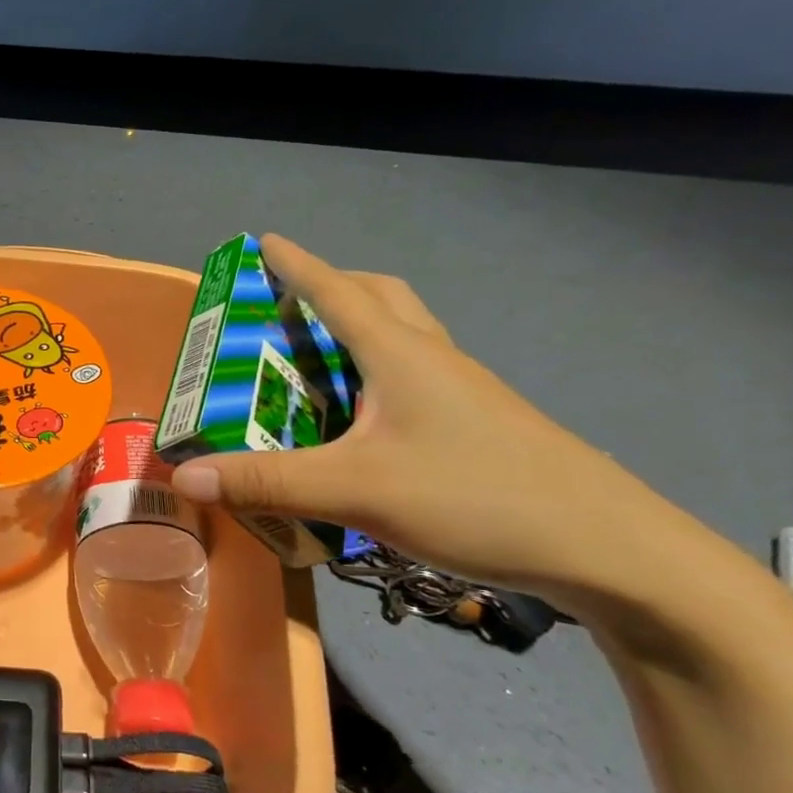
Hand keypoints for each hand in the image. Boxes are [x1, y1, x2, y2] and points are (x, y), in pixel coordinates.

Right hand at [169, 234, 684, 602]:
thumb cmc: (477, 497)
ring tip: (312, 365)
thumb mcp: (357, 490)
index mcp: (401, 354)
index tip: (263, 241)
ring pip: (403, 339)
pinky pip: (413, 381)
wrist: (608, 551)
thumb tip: (183, 475)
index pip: (338, 291)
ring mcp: (461, 395)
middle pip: (382, 299)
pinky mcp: (476, 429)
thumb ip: (267, 481)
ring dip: (356, 333)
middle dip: (333, 288)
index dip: (296, 265)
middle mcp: (433, 361)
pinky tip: (357, 426)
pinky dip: (375, 380)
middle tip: (287, 308)